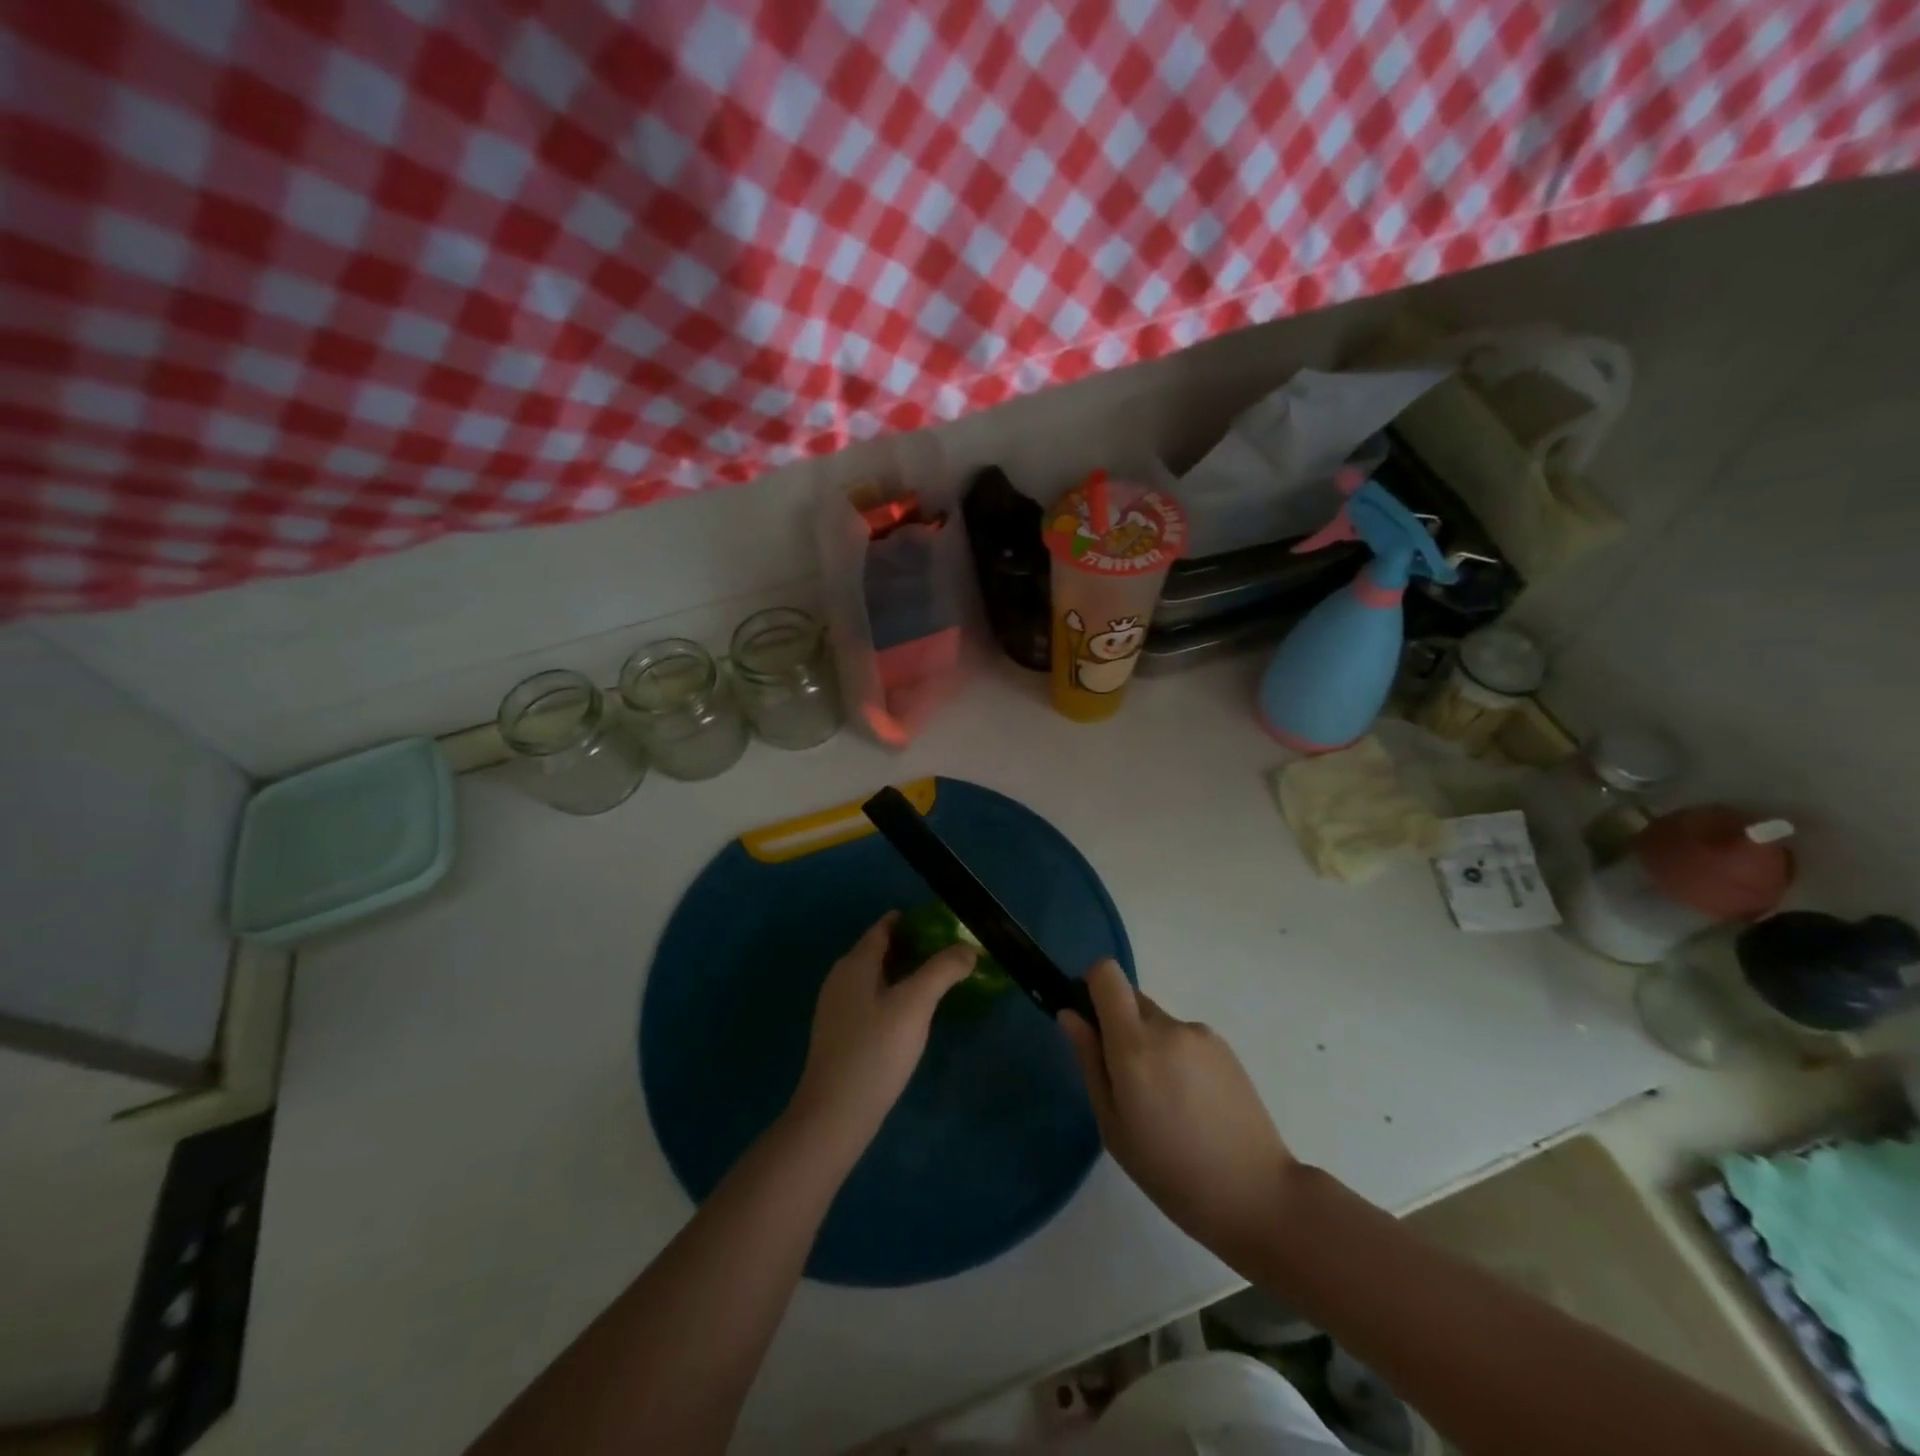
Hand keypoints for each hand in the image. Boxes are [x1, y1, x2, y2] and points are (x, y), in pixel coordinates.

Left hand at [790, 913, 975, 1149]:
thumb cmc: (875, 1050)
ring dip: (902, 972)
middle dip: (910, 946)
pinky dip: (892, 995)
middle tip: (946, 950)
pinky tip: (911, 1014)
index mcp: (855, 964)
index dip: (910, 921)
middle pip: (877, 951)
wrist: (835, 1115)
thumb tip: (968, 948)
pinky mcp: (840, 1036)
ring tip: (935, 979)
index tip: (940, 921)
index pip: (883, 929)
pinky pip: (870, 1001)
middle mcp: (841, 980)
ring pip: (874, 978)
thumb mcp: (915, 1004)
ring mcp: (837, 1010)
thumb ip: (942, 970)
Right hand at [1059, 961, 1296, 1268]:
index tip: (1088, 1020)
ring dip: (1149, 1045)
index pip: (1106, 974)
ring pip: (1157, 1022)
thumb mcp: (1113, 1125)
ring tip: (1165, 1103)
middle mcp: (1168, 1026)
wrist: (1257, 1194)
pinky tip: (1191, 1105)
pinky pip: (1184, 1038)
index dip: (1091, 986)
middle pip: (1131, 998)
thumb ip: (1089, 1061)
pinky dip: (1176, 1058)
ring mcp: (1201, 1034)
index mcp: (1135, 1045)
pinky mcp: (1225, 1047)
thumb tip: (1070, 1014)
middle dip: (1118, 1026)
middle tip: (1125, 1081)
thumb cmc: (1170, 1171)